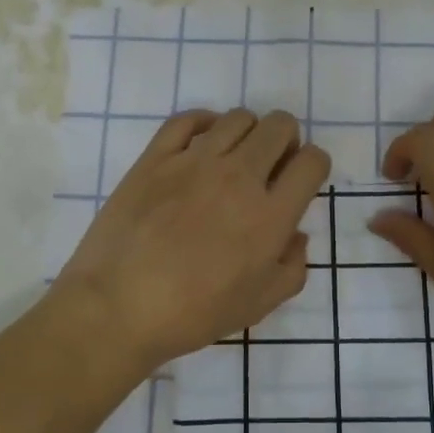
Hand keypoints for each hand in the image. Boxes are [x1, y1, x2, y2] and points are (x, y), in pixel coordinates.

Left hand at [51, 109, 330, 374]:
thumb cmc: (193, 314)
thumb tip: (295, 234)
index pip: (312, 162)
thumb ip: (292, 267)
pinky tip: (202, 144)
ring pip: (238, 118)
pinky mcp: (156, 157)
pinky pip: (187, 119)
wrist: (118, 307)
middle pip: (280, 126)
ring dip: (248, 132)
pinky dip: (204, 123)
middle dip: (286, 140)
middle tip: (271, 165)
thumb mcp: (259, 305)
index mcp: (270, 215)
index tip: (302, 178)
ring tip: (234, 157)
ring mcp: (194, 161)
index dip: (315, 164)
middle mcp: (239, 177)